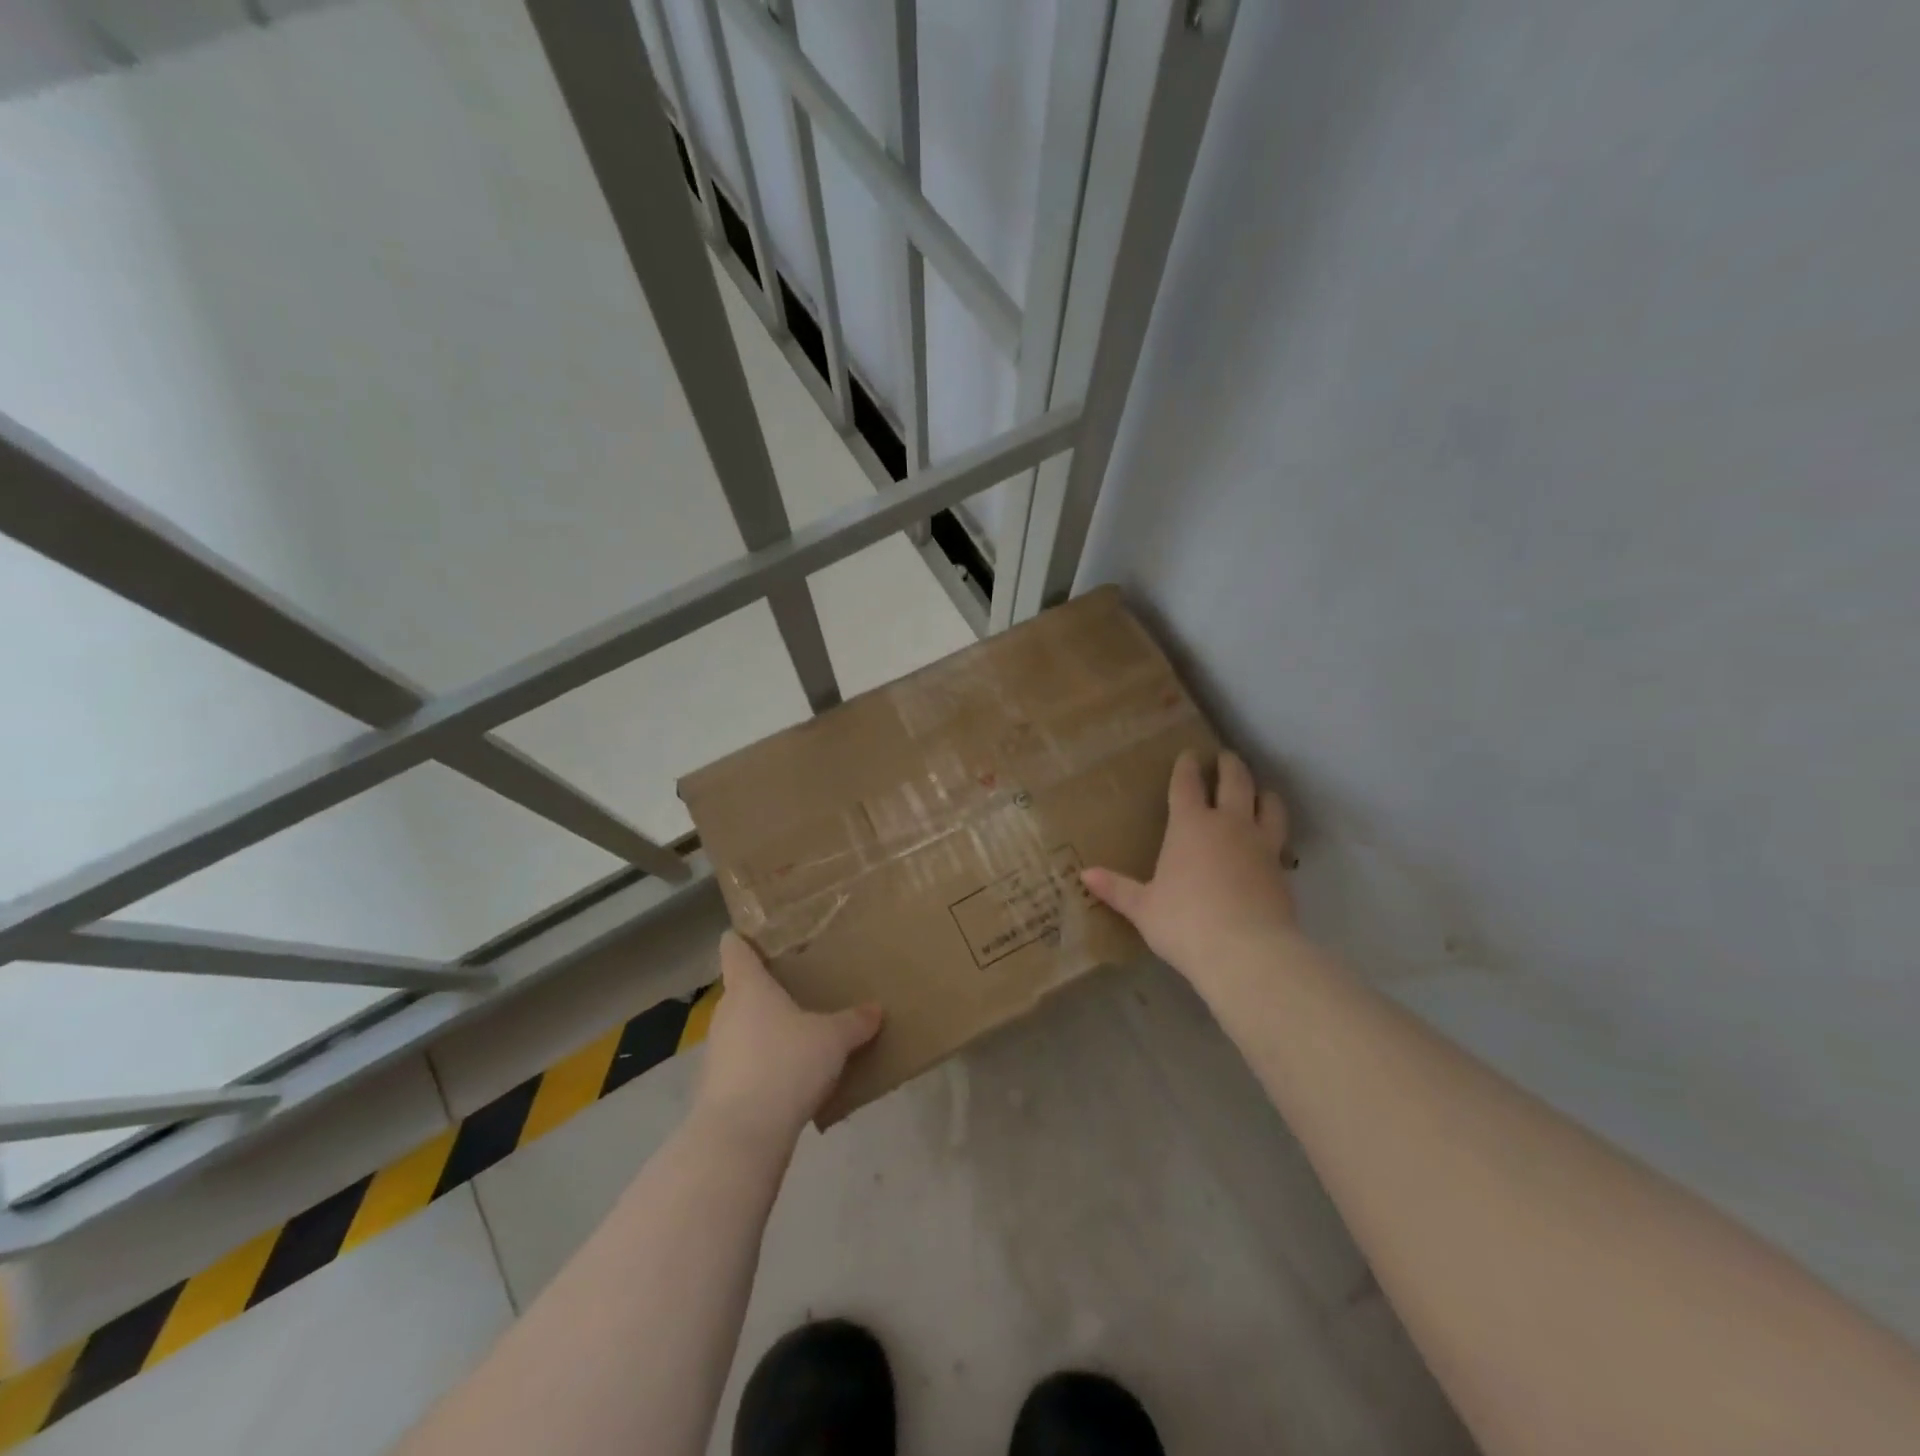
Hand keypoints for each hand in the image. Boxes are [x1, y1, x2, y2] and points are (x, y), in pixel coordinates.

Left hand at [694, 932, 882, 1144]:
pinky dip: (762, 1064)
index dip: (741, 939)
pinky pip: (743, 1063)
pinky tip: (789, 1077)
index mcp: (749, 988)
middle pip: (741, 990)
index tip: (750, 934)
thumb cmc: (785, 1065)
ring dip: (764, 1030)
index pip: (735, 950)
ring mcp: (717, 1052)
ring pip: (742, 1028)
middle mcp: (726, 1013)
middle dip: (765, 989)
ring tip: (798, 1034)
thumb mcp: (833, 1039)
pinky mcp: (717, 1088)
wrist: (741, 1136)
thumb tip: (876, 1009)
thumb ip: (854, 1022)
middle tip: (797, 987)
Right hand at [1082, 750, 1295, 981]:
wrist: (1246, 951)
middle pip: (1235, 782)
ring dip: (1263, 793)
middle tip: (1226, 757)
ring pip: (1269, 805)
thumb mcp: (1143, 908)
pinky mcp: (1282, 869)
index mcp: (1190, 825)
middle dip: (1229, 766)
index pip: (1188, 784)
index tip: (1189, 754)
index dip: (1187, 766)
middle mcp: (1228, 824)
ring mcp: (1260, 844)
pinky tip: (1272, 840)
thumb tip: (1085, 874)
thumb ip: (1117, 888)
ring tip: (1260, 792)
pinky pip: (1281, 839)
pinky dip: (1276, 831)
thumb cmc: (1185, 923)